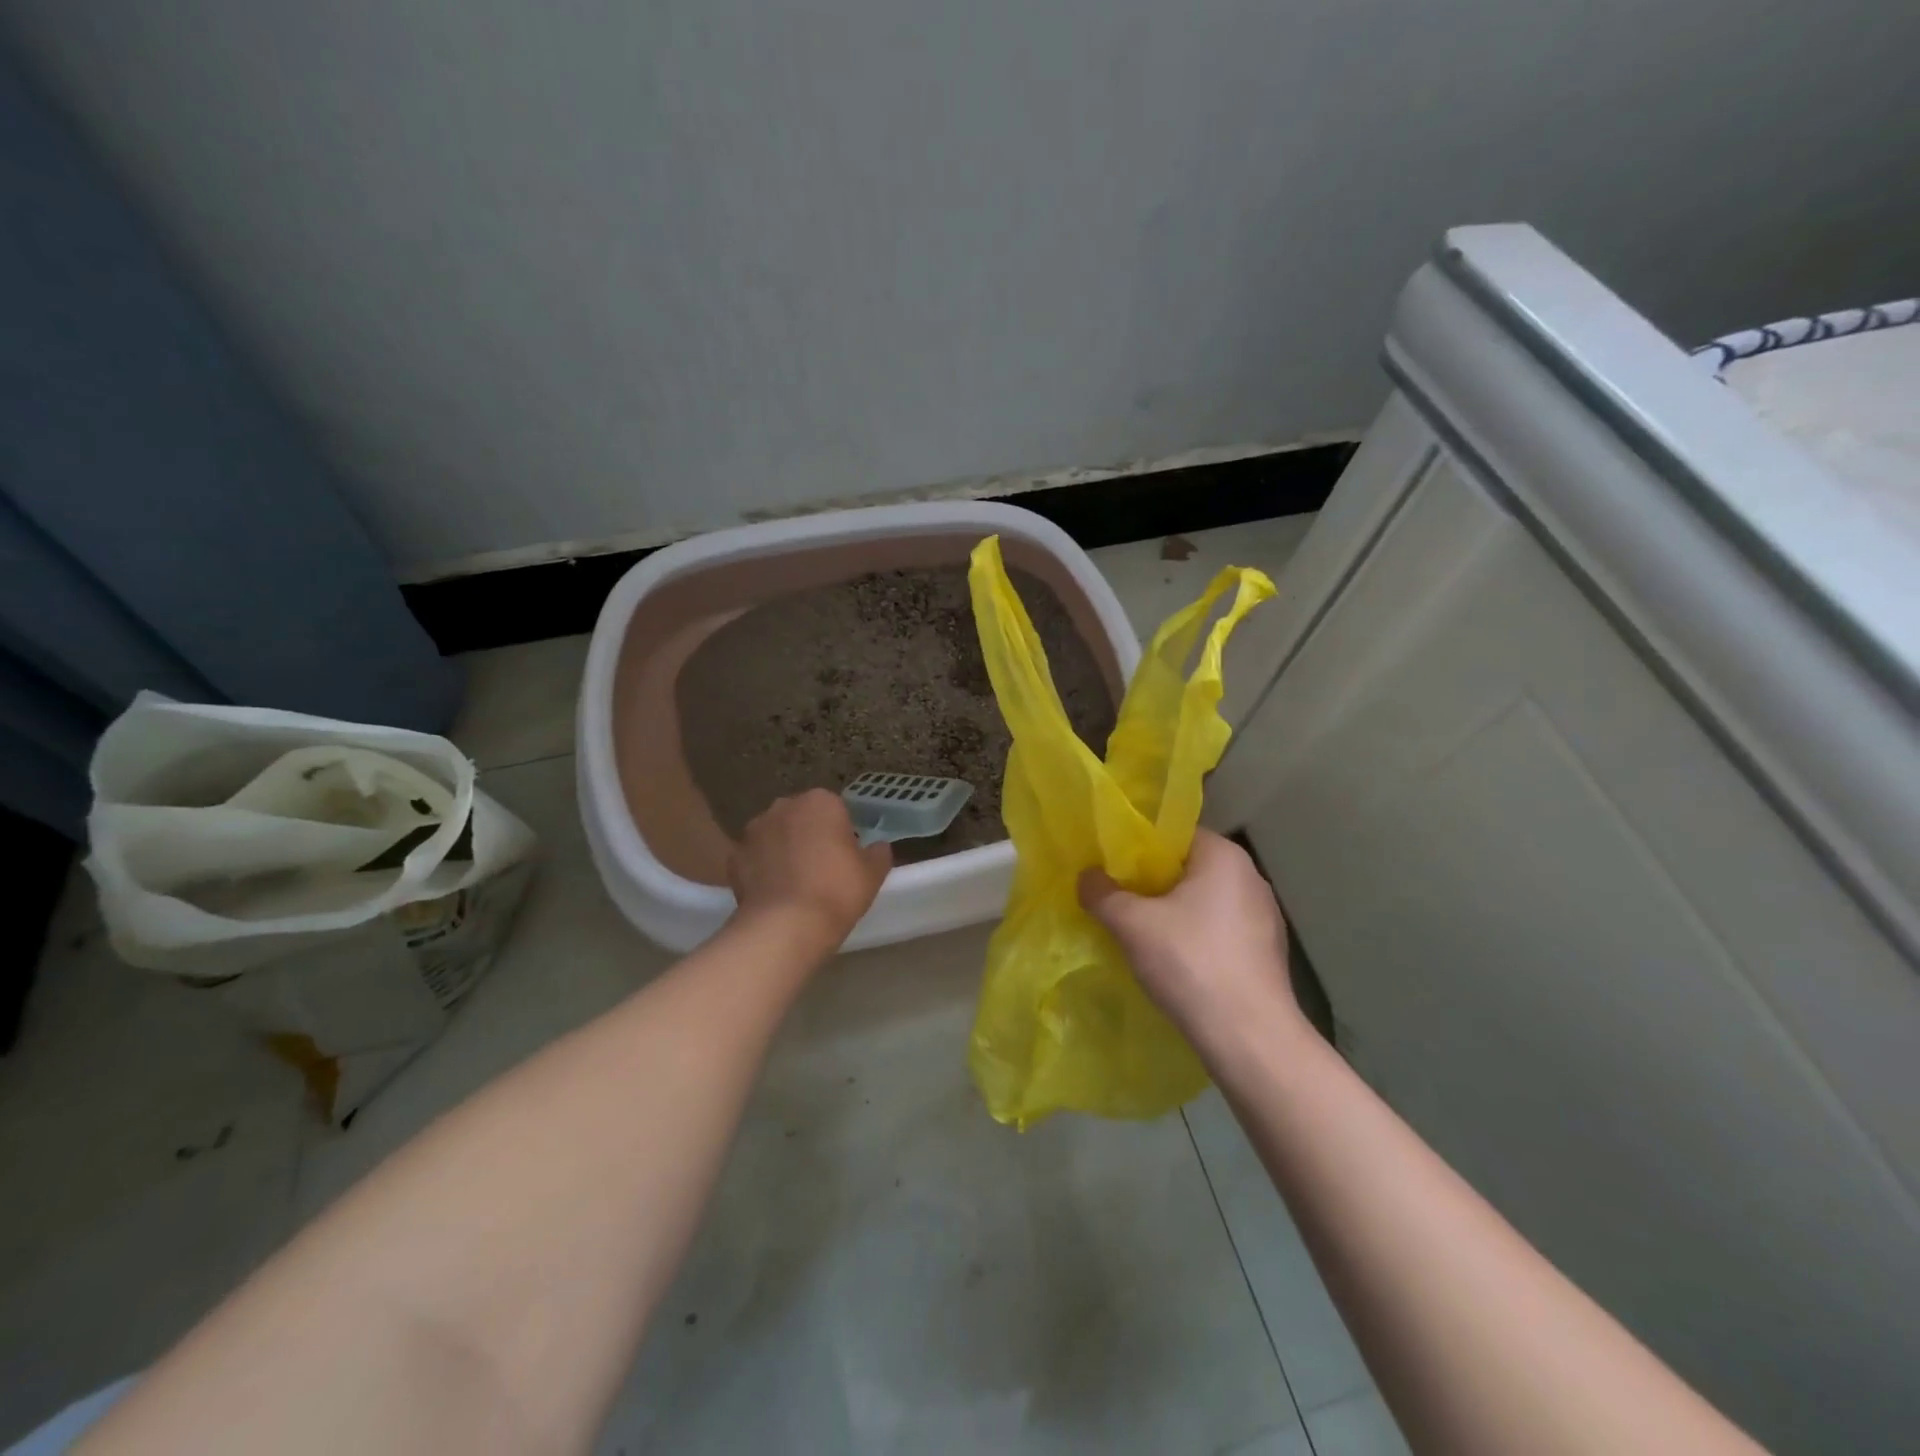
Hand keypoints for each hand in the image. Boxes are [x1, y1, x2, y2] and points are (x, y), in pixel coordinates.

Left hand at [728, 790, 891, 950]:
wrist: (785, 925)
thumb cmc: (837, 890)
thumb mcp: (873, 873)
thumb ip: (878, 854)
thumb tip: (878, 847)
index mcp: (821, 801)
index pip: (836, 809)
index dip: (842, 833)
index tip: (846, 858)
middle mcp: (783, 806)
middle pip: (802, 818)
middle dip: (809, 835)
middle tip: (822, 869)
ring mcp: (754, 830)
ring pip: (775, 835)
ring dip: (783, 850)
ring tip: (795, 884)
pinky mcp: (733, 857)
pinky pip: (755, 859)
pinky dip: (762, 870)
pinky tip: (774, 893)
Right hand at [1078, 831, 1300, 1049]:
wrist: (1249, 1037)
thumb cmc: (1191, 963)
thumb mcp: (1132, 925)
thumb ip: (1103, 894)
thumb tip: (1087, 877)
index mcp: (1224, 856)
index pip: (1175, 836)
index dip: (1139, 849)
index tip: (1112, 869)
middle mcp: (1251, 877)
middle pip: (1189, 868)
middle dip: (1154, 883)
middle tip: (1119, 900)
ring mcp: (1265, 917)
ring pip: (1205, 902)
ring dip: (1175, 913)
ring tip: (1141, 933)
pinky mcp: (1267, 952)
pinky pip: (1221, 931)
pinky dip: (1196, 938)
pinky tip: (1175, 962)